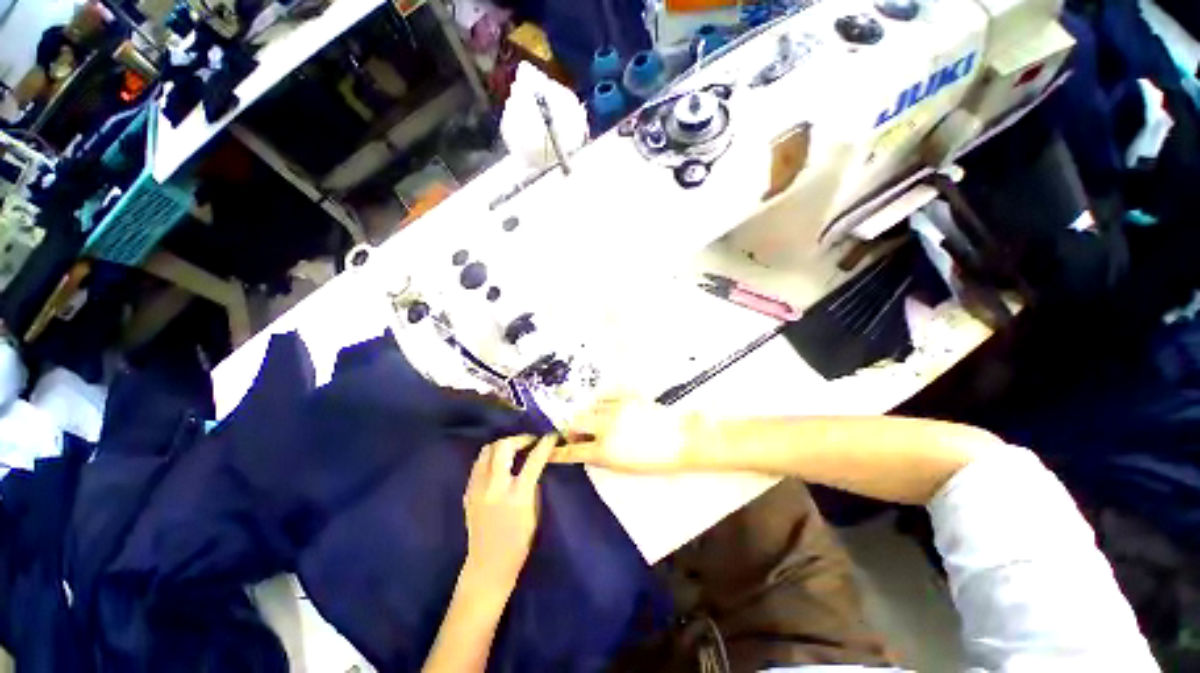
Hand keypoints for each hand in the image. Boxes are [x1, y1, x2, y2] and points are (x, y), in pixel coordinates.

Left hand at [463, 434, 554, 589]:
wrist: (488, 566)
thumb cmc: (519, 543)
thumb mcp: (535, 512)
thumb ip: (533, 484)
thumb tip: (535, 463)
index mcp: (518, 495)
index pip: (533, 460)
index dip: (544, 444)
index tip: (551, 437)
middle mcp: (495, 487)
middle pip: (504, 446)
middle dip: (519, 439)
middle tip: (529, 442)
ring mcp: (478, 489)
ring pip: (487, 451)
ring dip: (503, 445)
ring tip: (513, 449)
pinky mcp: (468, 492)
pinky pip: (478, 464)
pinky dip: (491, 457)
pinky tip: (499, 464)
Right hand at [554, 398, 697, 472]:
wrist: (680, 439)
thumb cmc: (655, 460)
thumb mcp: (624, 466)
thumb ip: (601, 458)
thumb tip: (587, 450)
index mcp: (605, 450)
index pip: (573, 451)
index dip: (557, 452)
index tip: (547, 451)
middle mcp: (606, 427)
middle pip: (575, 423)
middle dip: (571, 429)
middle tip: (576, 434)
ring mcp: (616, 409)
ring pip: (589, 408)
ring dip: (586, 416)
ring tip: (594, 422)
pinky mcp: (626, 398)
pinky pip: (605, 398)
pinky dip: (600, 404)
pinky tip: (605, 410)